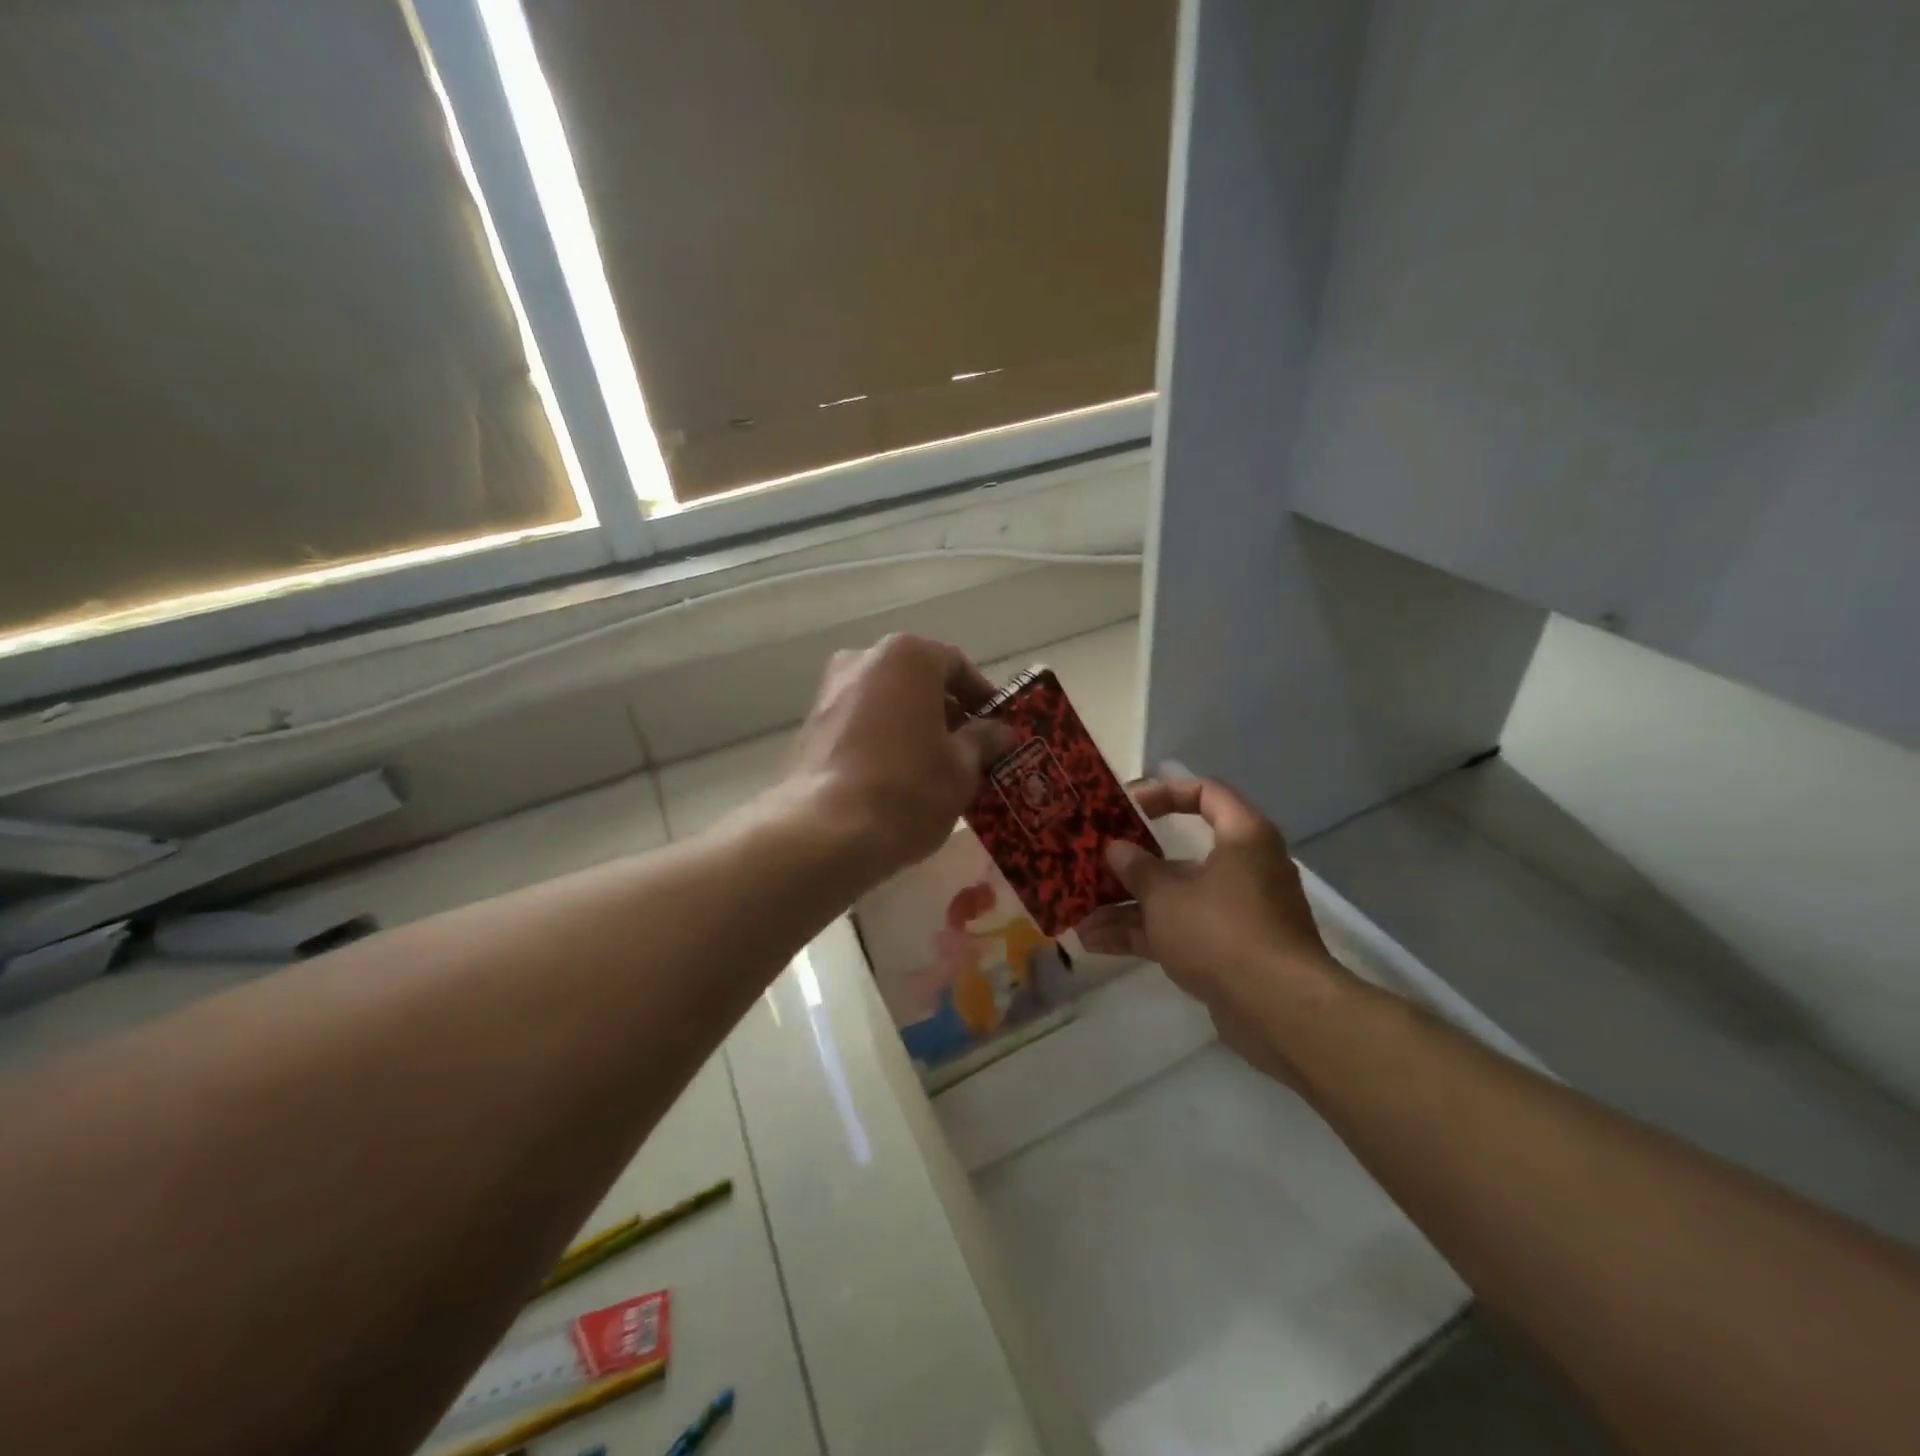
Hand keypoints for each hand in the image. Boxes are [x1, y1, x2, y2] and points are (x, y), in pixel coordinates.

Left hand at [784, 634, 1017, 879]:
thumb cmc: (908, 788)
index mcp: (907, 656)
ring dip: (913, 725)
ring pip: (888, 702)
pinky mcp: (810, 726)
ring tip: (935, 767)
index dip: (983, 698)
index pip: (958, 667)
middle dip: (946, 711)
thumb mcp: (962, 767)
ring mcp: (830, 692)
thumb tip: (999, 732)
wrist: (825, 833)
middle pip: (919, 680)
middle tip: (970, 749)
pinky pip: (861, 723)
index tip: (998, 728)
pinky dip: (883, 739)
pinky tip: (897, 777)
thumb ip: (983, 740)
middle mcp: (864, 660)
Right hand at [1078, 776, 1349, 1080]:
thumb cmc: (1222, 930)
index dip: (1164, 793)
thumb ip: (1137, 869)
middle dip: (1132, 864)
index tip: (1126, 807)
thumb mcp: (1167, 895)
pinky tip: (1096, 943)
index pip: (1206, 793)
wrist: (1278, 1009)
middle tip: (1092, 863)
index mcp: (1242, 837)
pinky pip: (1179, 932)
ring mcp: (1236, 913)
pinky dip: (1143, 935)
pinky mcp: (1228, 951)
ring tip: (1080, 915)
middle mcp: (1244, 869)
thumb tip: (1116, 849)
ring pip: (1175, 899)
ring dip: (1127, 907)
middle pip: (1181, 854)